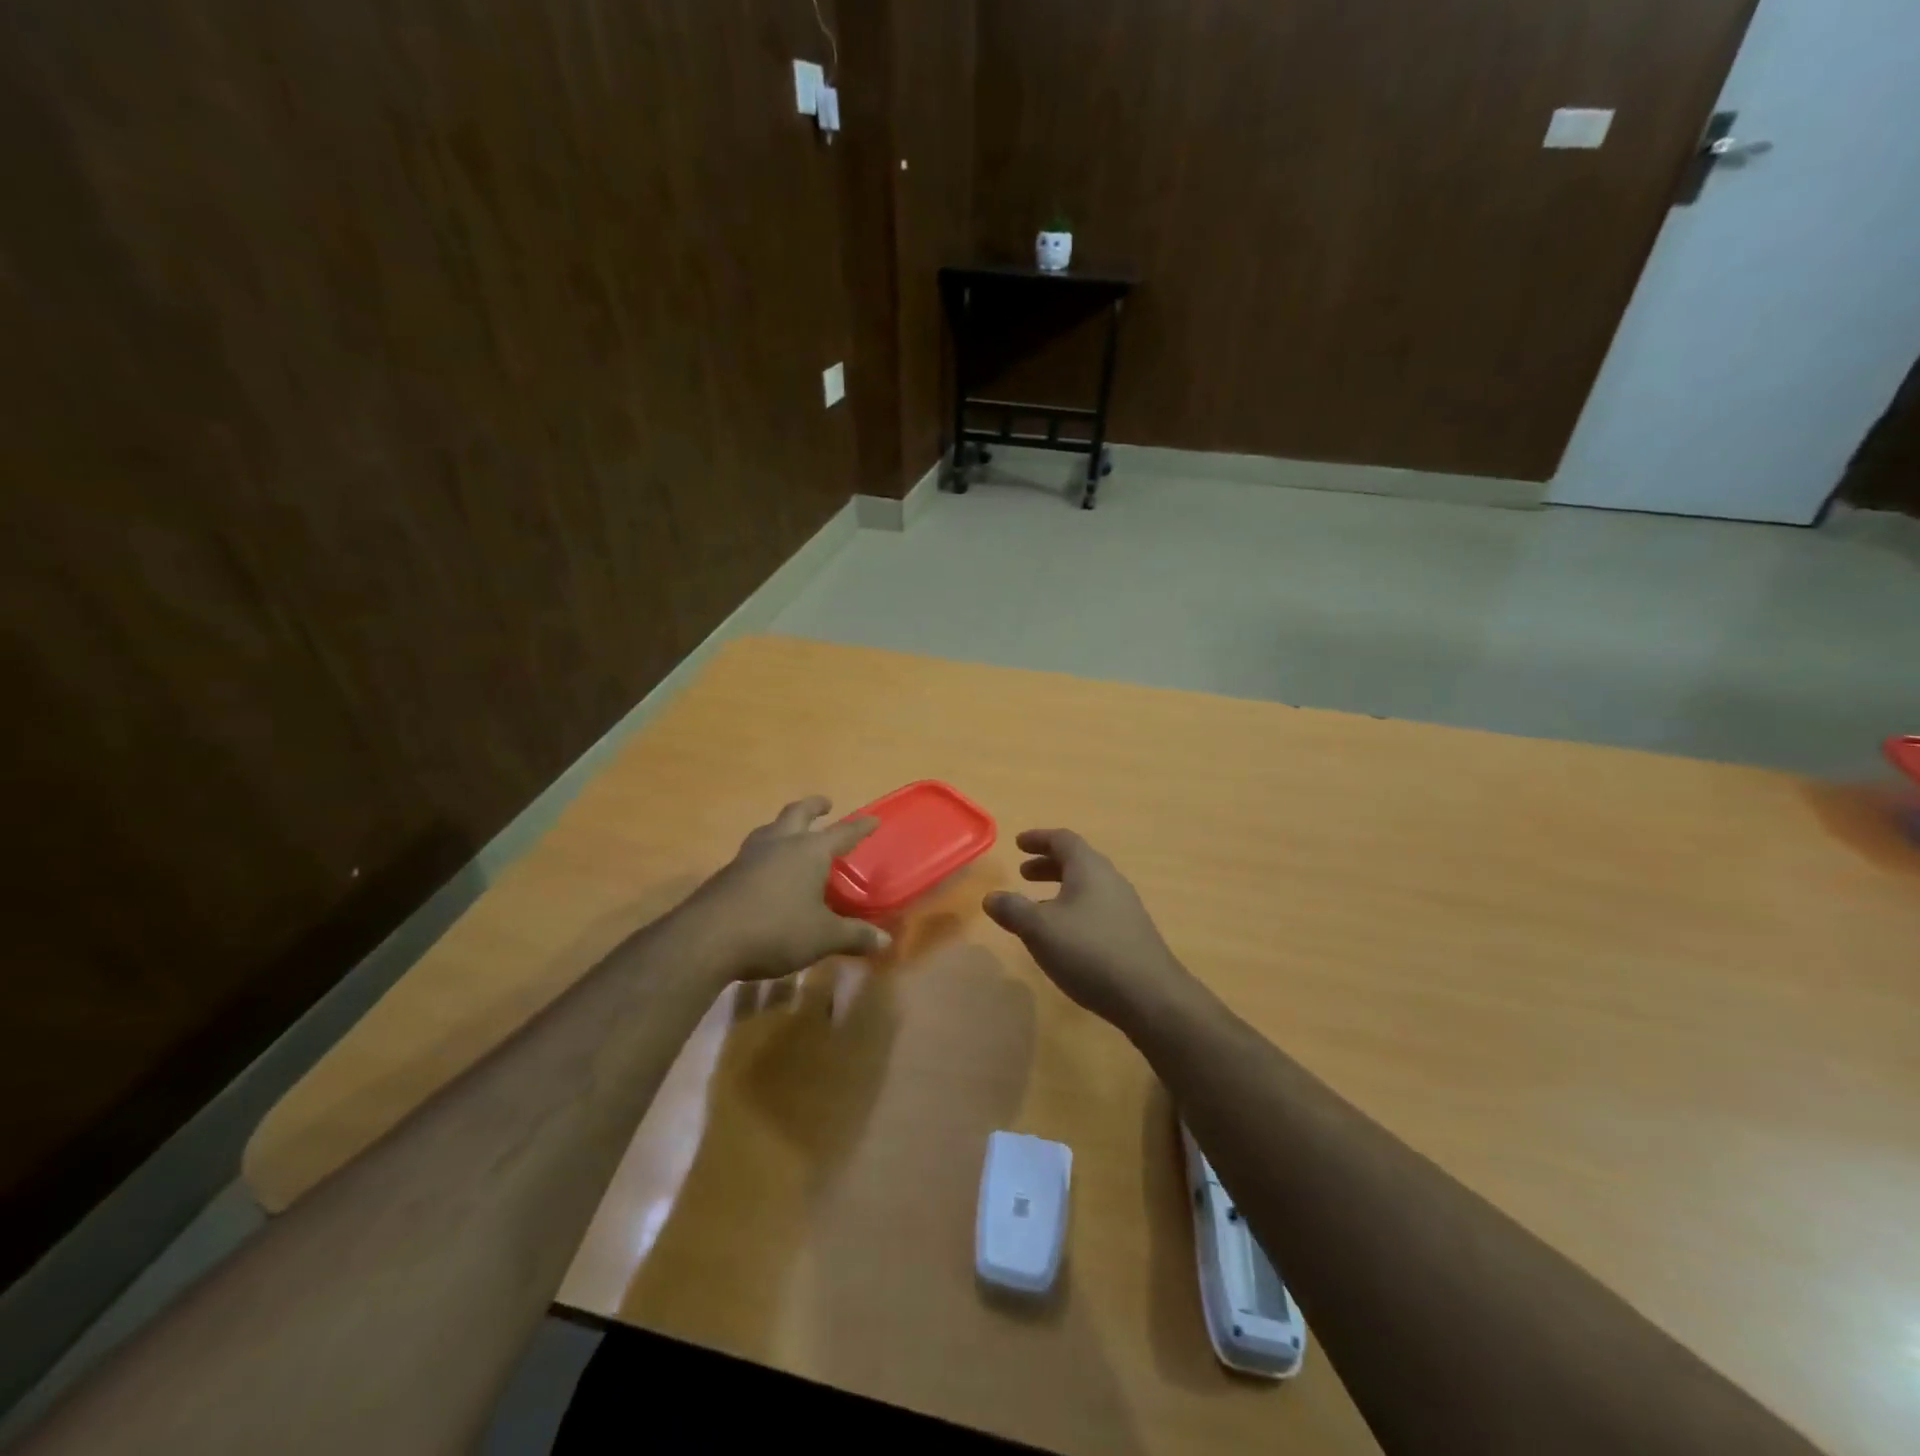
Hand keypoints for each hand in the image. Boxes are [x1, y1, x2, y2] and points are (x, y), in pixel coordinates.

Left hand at [674, 797, 889, 981]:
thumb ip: (854, 936)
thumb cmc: (776, 930)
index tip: (873, 819)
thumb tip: (885, 942)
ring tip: (790, 832)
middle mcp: (780, 844)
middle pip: (798, 813)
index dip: (860, 827)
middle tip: (825, 805)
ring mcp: (749, 856)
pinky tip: (765, 871)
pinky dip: (765, 853)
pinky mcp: (727, 874)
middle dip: (814, 807)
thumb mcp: (823, 938)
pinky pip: (752, 853)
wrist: (707, 939)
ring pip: (770, 829)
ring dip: (783, 825)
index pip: (843, 832)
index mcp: (809, 851)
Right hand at [982, 829, 1199, 1032]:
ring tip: (1038, 907)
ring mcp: (1125, 906)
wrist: (1150, 996)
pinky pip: (1097, 907)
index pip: (1062, 840)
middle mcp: (1110, 880)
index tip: (1018, 843)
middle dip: (1048, 864)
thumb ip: (1013, 910)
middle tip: (1023, 874)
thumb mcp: (1040, 930)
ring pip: (1088, 886)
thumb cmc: (1090, 952)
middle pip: (1077, 861)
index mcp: (1089, 868)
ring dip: (1061, 888)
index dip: (1038, 838)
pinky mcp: (1132, 932)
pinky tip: (1065, 935)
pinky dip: (1075, 908)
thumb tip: (991, 897)